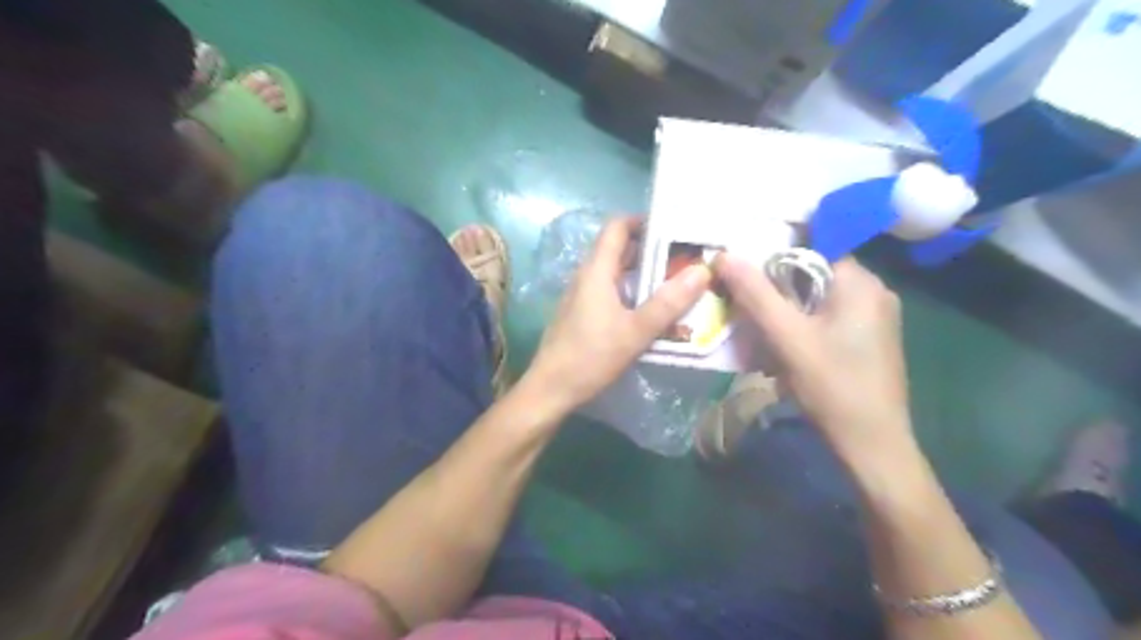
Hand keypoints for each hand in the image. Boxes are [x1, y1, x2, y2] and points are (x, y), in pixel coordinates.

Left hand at [529, 217, 711, 412]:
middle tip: (685, 257)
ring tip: (677, 281)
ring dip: (643, 273)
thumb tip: (702, 271)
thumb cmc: (591, 357)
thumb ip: (668, 302)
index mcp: (596, 271)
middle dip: (651, 249)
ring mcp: (582, 296)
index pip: (617, 227)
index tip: (674, 228)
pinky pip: (610, 292)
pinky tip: (652, 310)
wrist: (550, 389)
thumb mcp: (635, 331)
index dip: (643, 221)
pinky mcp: (582, 314)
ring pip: (616, 273)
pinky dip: (632, 292)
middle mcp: (587, 276)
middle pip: (618, 249)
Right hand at [716, 251, 915, 458]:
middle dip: (777, 284)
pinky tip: (782, 344)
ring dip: (786, 306)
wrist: (873, 445)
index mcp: (861, 283)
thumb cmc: (833, 387)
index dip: (775, 251)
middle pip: (815, 271)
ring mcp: (874, 317)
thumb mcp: (788, 338)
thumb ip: (756, 294)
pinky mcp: (868, 339)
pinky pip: (827, 316)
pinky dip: (802, 322)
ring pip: (818, 296)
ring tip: (756, 323)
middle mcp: (874, 292)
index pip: (815, 246)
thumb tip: (723, 254)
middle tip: (742, 297)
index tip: (742, 261)